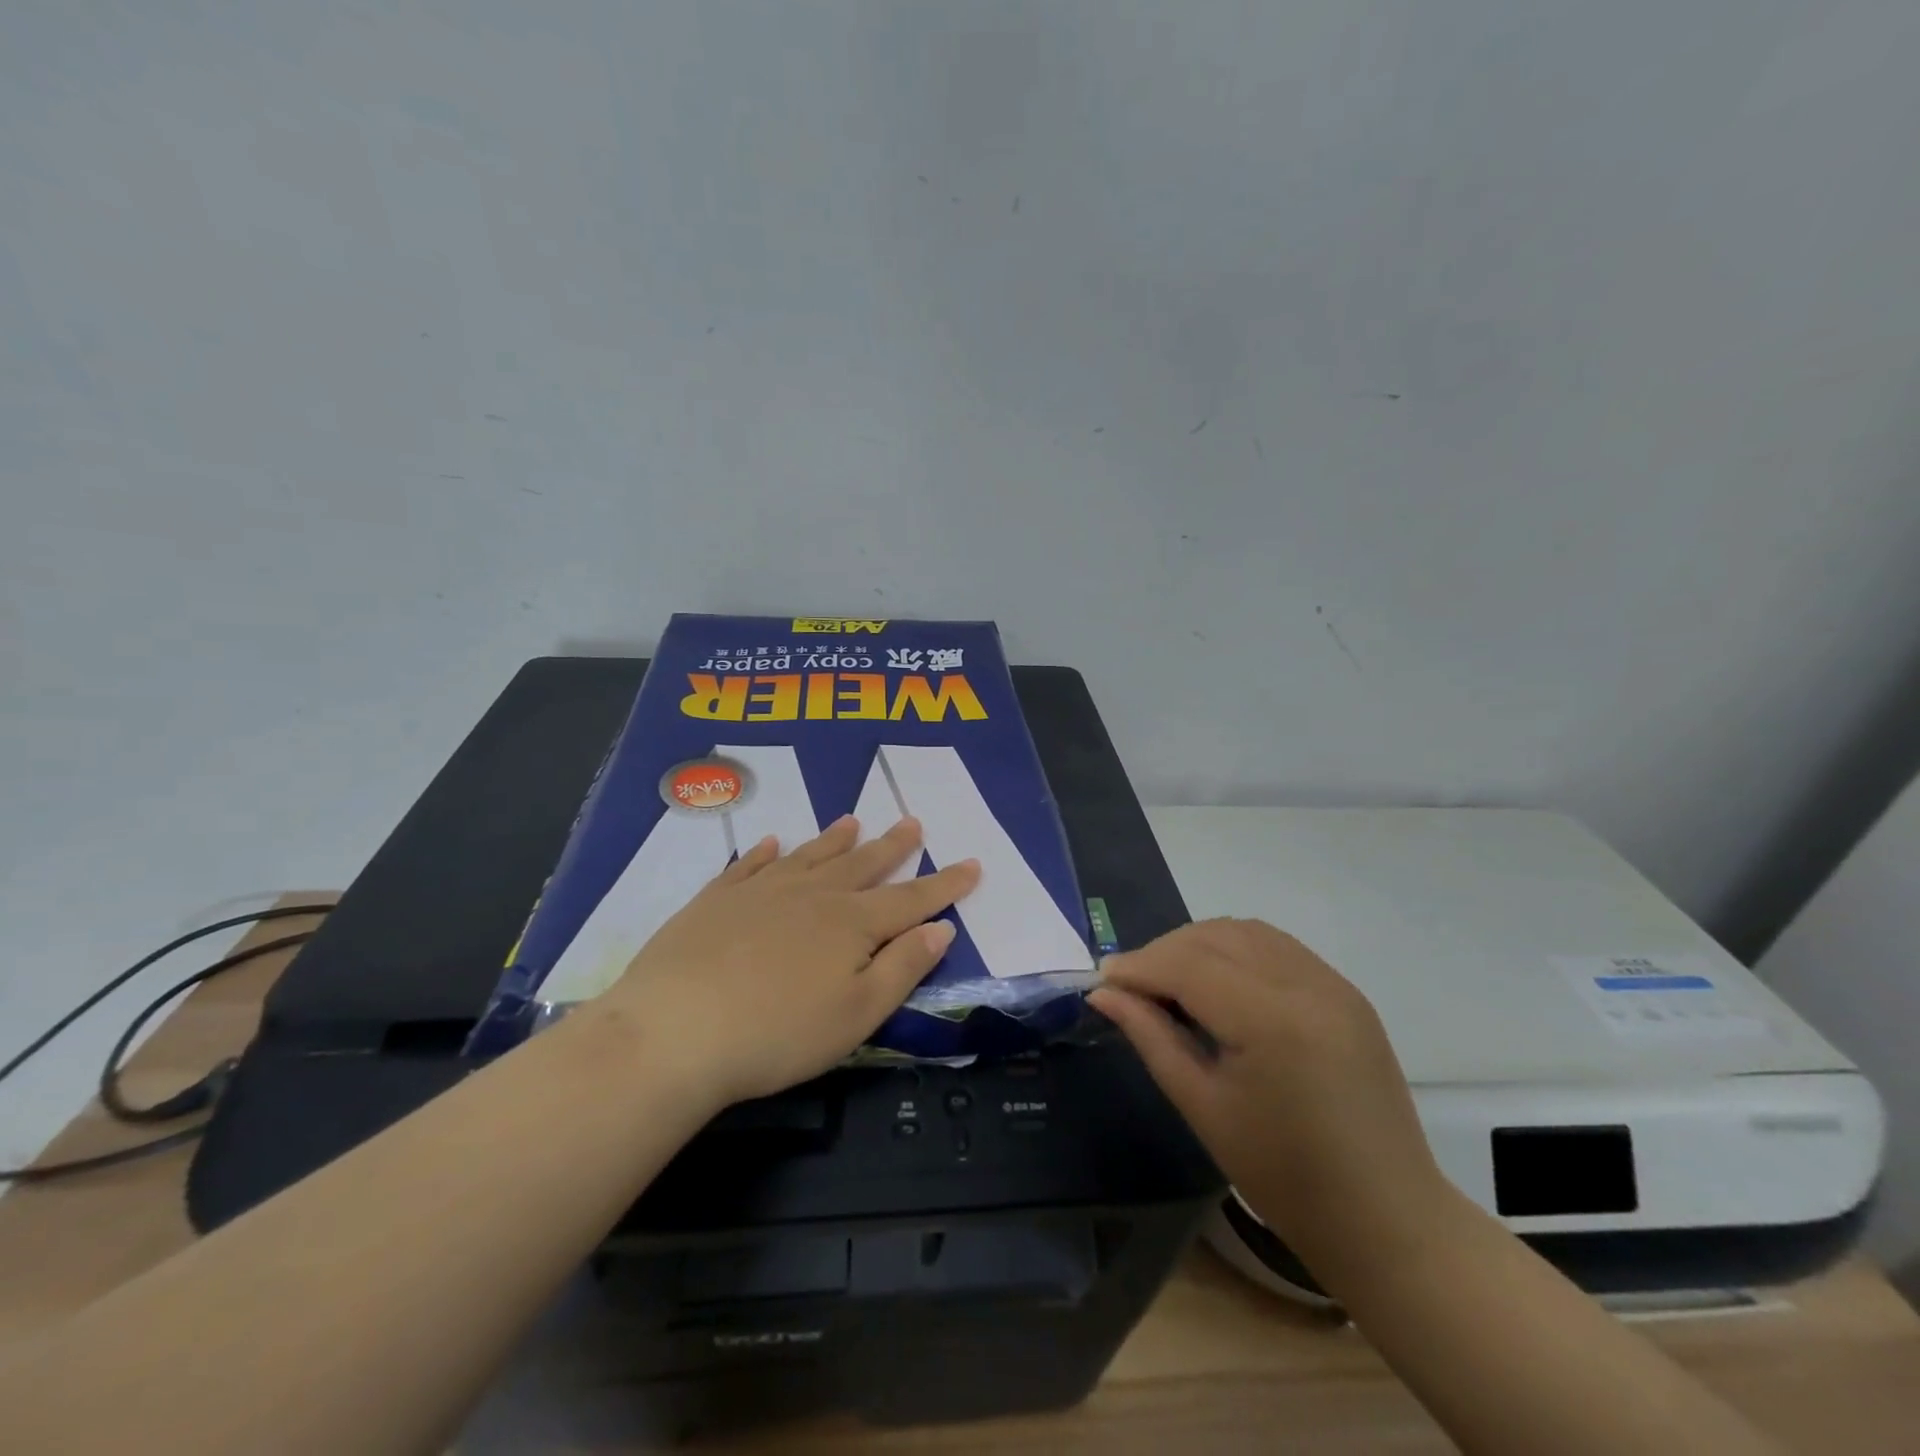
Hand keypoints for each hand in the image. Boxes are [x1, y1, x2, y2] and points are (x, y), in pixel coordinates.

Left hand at [600, 815, 978, 1105]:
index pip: (911, 898)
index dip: (945, 884)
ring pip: (810, 856)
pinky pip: (750, 865)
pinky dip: (766, 852)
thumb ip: (902, 967)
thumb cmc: (778, 1033)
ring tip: (853, 820)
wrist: (674, 1031)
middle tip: (913, 822)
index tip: (972, 864)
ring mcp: (761, 891)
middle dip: (893, 846)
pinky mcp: (717, 899)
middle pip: (862, 865)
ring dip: (835, 839)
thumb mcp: (857, 1013)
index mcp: (851, 924)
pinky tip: (774, 843)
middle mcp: (812, 895)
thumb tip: (941, 929)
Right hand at [1088, 918, 1442, 1268]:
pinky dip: (1235, 950)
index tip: (1102, 980)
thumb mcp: (1202, 1106)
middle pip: (1214, 937)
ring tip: (1171, 981)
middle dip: (1163, 952)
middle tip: (1131, 986)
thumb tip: (1103, 993)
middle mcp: (1305, 984)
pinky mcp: (1346, 991)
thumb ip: (1150, 1037)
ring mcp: (1332, 983)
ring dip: (1198, 945)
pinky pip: (1276, 946)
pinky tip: (1219, 983)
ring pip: (1245, 932)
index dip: (1139, 966)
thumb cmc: (1283, 1177)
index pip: (1187, 965)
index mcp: (1270, 1020)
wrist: (1386, 1219)